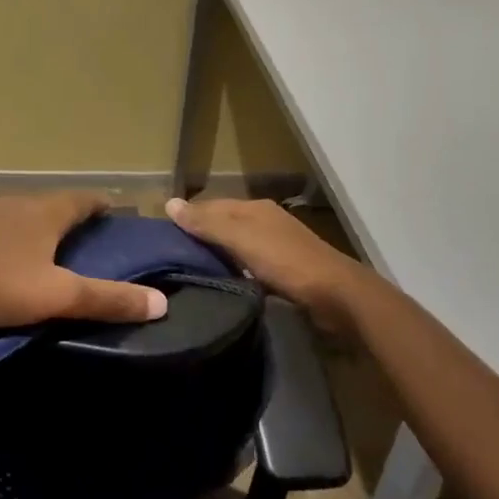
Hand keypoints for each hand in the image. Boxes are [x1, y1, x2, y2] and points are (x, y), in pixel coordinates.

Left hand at [0, 193, 168, 335]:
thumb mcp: (56, 298)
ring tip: (22, 245)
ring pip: (4, 212)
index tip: (110, 208)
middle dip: (58, 216)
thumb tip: (162, 302)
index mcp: (41, 215)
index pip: (80, 201)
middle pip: (42, 204)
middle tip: (68, 234)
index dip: (97, 204)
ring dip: (18, 223)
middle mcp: (9, 202)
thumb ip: (108, 299)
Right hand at [165, 197, 372, 331]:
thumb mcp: (241, 239)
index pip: (211, 205)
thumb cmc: (285, 262)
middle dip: (201, 235)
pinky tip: (222, 281)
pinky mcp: (284, 269)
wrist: (335, 295)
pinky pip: (249, 263)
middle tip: (171, 256)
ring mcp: (276, 244)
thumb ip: (207, 223)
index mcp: (255, 208)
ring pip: (237, 244)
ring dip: (217, 253)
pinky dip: (234, 268)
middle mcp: (266, 220)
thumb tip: (170, 203)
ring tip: (189, 270)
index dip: (188, 216)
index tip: (163, 235)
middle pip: (224, 223)